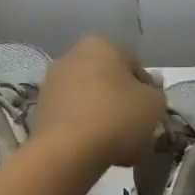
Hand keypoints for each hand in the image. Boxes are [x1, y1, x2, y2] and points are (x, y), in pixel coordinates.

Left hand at [31, 36, 166, 168]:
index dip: (147, 89)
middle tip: (136, 128)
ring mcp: (51, 84)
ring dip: (103, 117)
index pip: (133, 63)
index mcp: (100, 44)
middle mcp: (71, 56)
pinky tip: (96, 150)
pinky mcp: (39, 111)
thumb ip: (155, 94)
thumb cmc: (118, 116)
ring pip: (89, 101)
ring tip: (118, 146)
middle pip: (108, 81)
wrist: (68, 150)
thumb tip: (147, 93)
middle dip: (121, 102)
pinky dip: (84, 130)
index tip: (152, 112)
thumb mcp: (154, 104)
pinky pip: (72, 118)